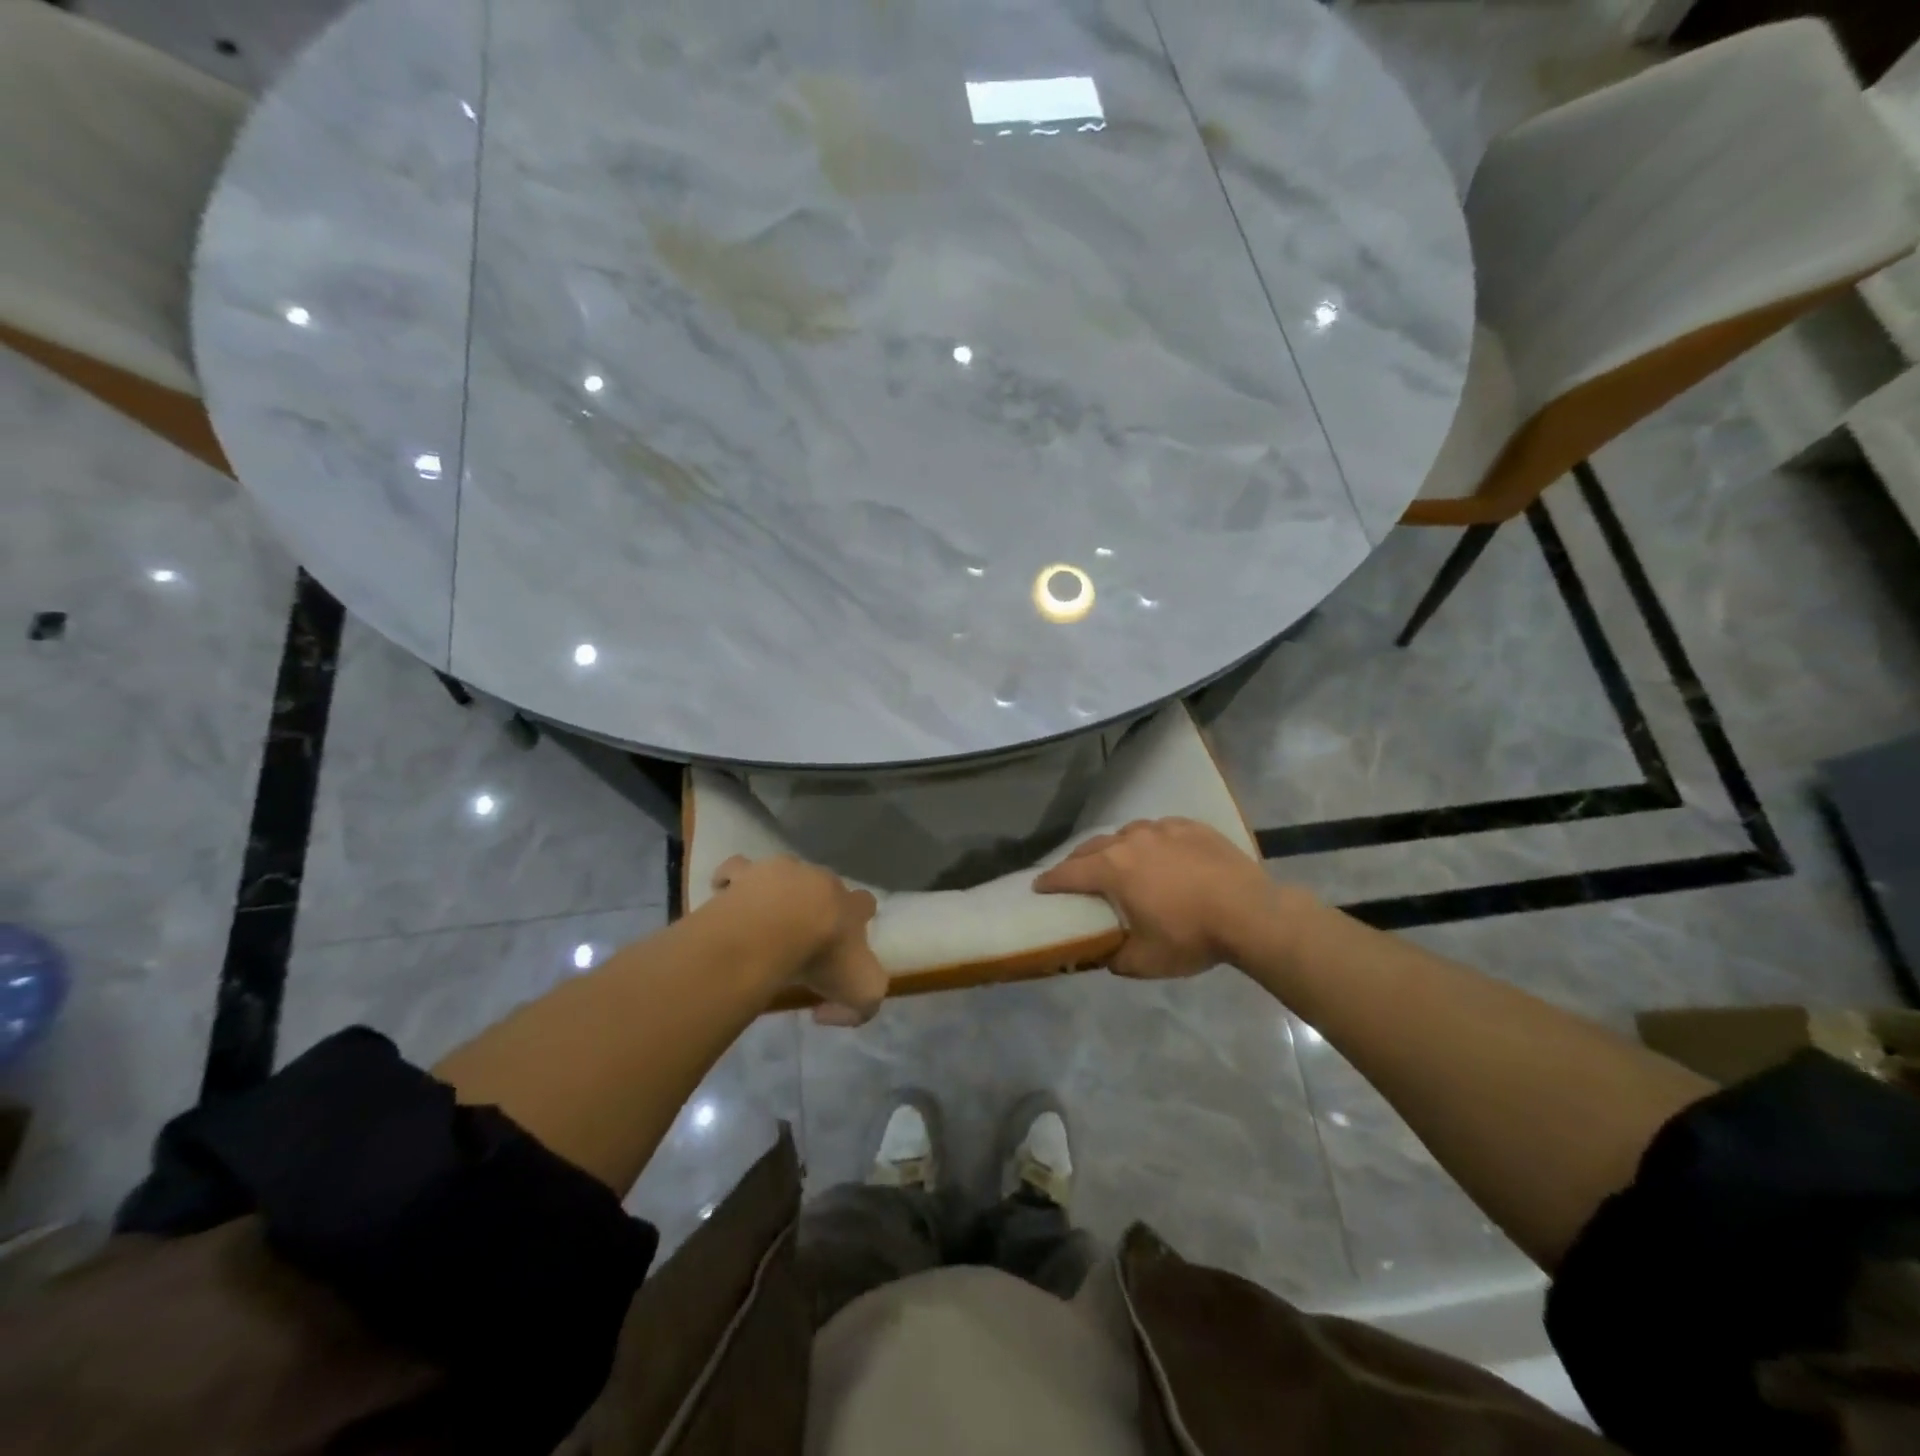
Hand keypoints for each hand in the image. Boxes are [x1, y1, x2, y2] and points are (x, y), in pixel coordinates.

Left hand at [710, 855, 886, 1025]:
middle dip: (818, 903)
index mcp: (851, 905)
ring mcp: (783, 871)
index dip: (858, 918)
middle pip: (825, 886)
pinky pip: (738, 870)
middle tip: (801, 934)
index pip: (865, 902)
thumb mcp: (862, 993)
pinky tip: (730, 900)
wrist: (773, 930)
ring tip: (763, 919)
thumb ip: (861, 1006)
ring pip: (786, 873)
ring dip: (779, 891)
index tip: (845, 939)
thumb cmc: (822, 957)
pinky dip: (734, 882)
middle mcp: (822, 881)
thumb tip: (826, 1009)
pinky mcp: (747, 873)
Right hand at [1033, 818, 1283, 978]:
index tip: (1038, 886)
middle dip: (1077, 861)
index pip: (1069, 873)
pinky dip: (1150, 841)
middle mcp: (1131, 841)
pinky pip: (1159, 830)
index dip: (1050, 881)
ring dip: (1114, 848)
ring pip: (1126, 833)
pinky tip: (1159, 852)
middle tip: (1073, 876)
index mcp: (1113, 870)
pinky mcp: (1191, 826)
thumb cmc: (1192, 937)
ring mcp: (1163, 829)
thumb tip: (1102, 954)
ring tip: (1118, 862)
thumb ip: (1114, 958)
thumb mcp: (1145, 961)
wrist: (1251, 913)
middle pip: (1093, 847)